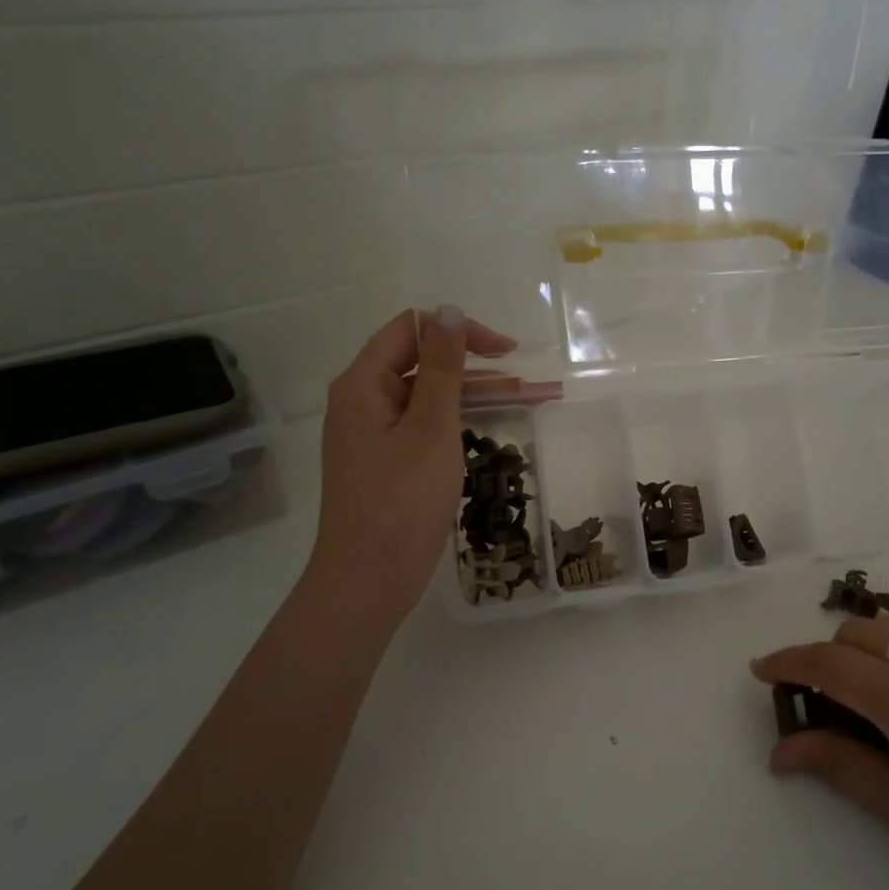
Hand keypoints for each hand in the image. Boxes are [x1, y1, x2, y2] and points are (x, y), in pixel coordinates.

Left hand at [303, 306, 516, 625]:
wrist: (368, 579)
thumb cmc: (401, 498)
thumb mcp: (430, 426)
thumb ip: (441, 367)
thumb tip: (447, 310)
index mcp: (362, 384)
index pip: (411, 331)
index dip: (459, 332)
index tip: (506, 352)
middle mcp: (362, 403)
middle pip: (419, 364)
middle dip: (474, 367)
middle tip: (526, 382)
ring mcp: (373, 436)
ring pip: (427, 399)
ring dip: (473, 396)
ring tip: (526, 401)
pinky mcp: (386, 464)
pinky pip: (424, 428)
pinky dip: (457, 424)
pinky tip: (490, 430)